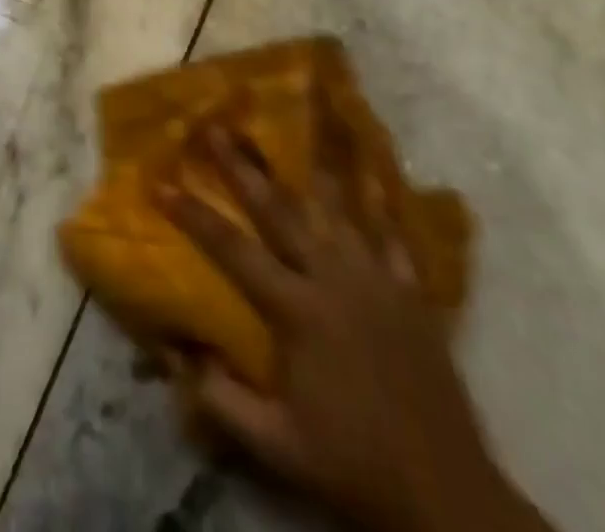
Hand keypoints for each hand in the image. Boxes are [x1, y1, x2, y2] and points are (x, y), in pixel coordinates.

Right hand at [159, 126, 546, 531]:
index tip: (160, 181)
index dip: (193, 214)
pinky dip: (382, 195)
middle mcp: (333, 277)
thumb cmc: (351, 464)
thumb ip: (220, 398)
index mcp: (296, 310)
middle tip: (219, 123)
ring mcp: (376, 277)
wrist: (444, 492)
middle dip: (243, 165)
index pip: (231, 249)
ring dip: (319, 157)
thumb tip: (173, 351)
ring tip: (309, 112)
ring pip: (341, 203)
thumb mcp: (276, 446)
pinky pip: (394, 230)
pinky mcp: (411, 288)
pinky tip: (375, 164)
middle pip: (279, 209)